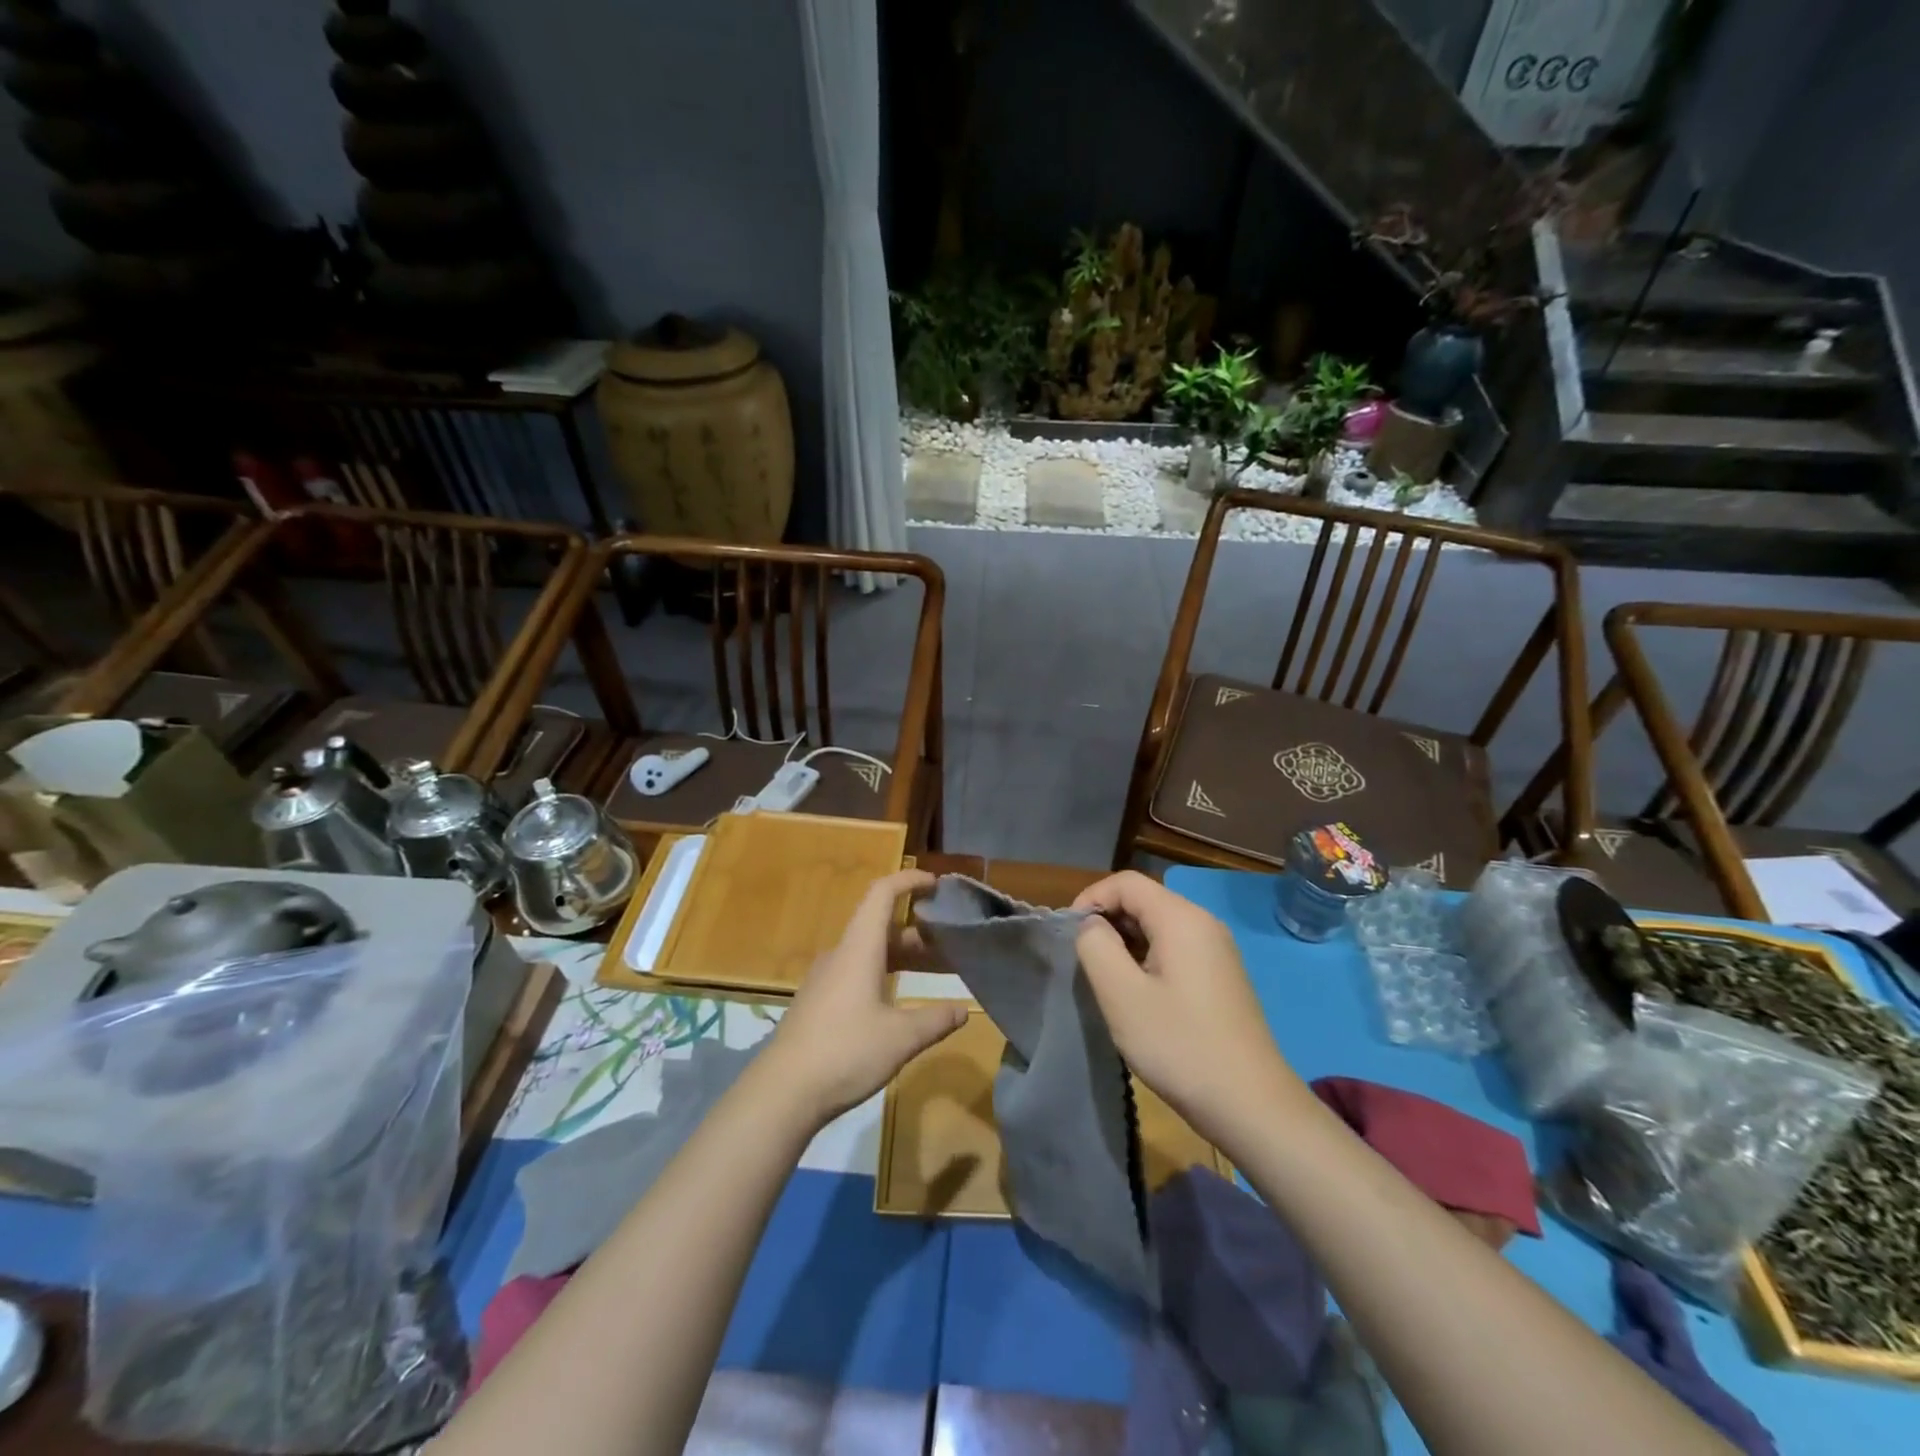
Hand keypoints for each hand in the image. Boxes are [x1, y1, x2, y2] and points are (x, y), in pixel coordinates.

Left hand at [763, 869, 967, 1125]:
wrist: (782, 1092)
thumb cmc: (845, 1052)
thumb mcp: (900, 1038)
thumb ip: (935, 1021)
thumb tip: (963, 1011)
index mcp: (859, 949)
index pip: (882, 894)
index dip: (909, 881)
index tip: (936, 884)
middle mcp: (840, 955)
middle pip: (879, 925)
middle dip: (916, 927)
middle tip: (948, 938)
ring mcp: (825, 980)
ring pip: (868, 952)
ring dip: (900, 954)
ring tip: (932, 968)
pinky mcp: (818, 1003)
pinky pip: (856, 972)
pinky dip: (883, 973)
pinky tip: (898, 1002)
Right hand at [1073, 871, 1305, 1149]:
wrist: (1251, 1105)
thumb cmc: (1179, 1045)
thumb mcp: (1121, 995)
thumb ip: (1096, 946)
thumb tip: (1092, 925)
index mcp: (1181, 918)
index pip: (1126, 882)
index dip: (1091, 898)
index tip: (1070, 935)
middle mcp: (1204, 923)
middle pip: (1144, 900)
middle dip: (1107, 921)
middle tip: (1085, 962)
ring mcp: (1217, 950)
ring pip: (1158, 926)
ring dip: (1126, 942)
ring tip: (1108, 981)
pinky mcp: (1221, 975)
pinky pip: (1175, 948)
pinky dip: (1148, 958)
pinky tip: (1139, 996)